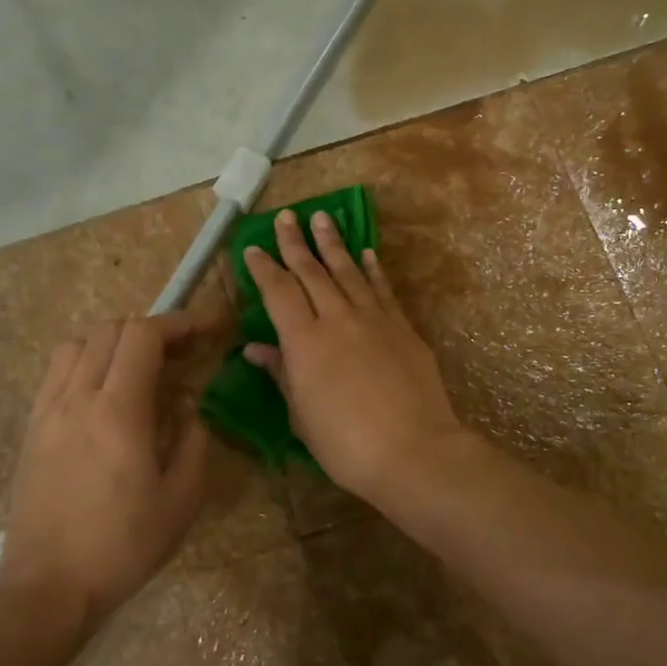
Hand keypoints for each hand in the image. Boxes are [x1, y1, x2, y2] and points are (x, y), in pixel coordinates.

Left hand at [0, 314, 210, 621]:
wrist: (50, 586)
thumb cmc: (124, 545)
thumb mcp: (182, 498)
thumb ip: (193, 438)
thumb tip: (185, 403)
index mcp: (119, 411)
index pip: (145, 336)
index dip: (181, 323)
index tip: (210, 330)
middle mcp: (78, 398)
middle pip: (113, 330)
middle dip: (155, 330)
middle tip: (185, 353)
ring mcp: (48, 410)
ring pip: (80, 343)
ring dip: (117, 343)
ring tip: (143, 370)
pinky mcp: (32, 427)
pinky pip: (58, 371)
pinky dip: (88, 361)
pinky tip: (107, 392)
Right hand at [243, 208, 468, 500]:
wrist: (412, 449)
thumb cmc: (346, 443)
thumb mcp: (302, 414)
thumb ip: (282, 374)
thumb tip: (256, 349)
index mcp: (305, 341)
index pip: (279, 292)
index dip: (264, 269)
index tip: (253, 248)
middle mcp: (338, 319)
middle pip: (313, 272)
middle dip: (296, 242)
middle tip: (287, 216)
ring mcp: (374, 319)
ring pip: (348, 271)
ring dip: (333, 243)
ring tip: (323, 218)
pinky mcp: (403, 328)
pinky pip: (383, 289)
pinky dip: (372, 269)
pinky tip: (366, 253)